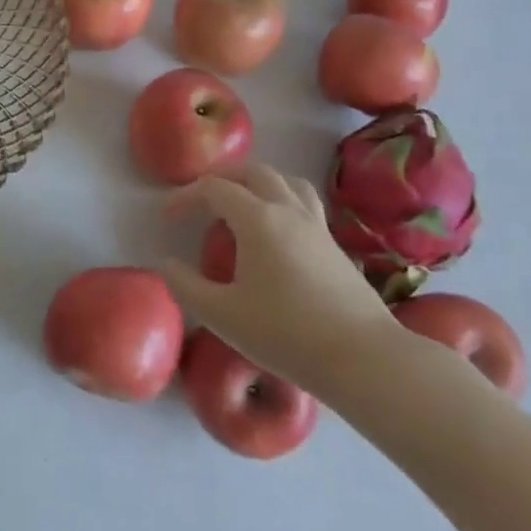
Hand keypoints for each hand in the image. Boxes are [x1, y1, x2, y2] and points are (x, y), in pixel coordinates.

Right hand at [158, 163, 397, 393]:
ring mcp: (317, 225)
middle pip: (254, 172)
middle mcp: (288, 210)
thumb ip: (186, 286)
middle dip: (223, 179)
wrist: (363, 358)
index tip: (168, 217)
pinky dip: (282, 201)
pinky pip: (304, 203)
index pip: (214, 189)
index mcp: (257, 219)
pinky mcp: (335, 245)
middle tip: (203, 202)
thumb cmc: (285, 334)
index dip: (186, 196)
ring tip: (242, 205)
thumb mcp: (222, 315)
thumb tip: (167, 263)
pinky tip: (277, 233)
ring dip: (258, 183)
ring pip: (287, 181)